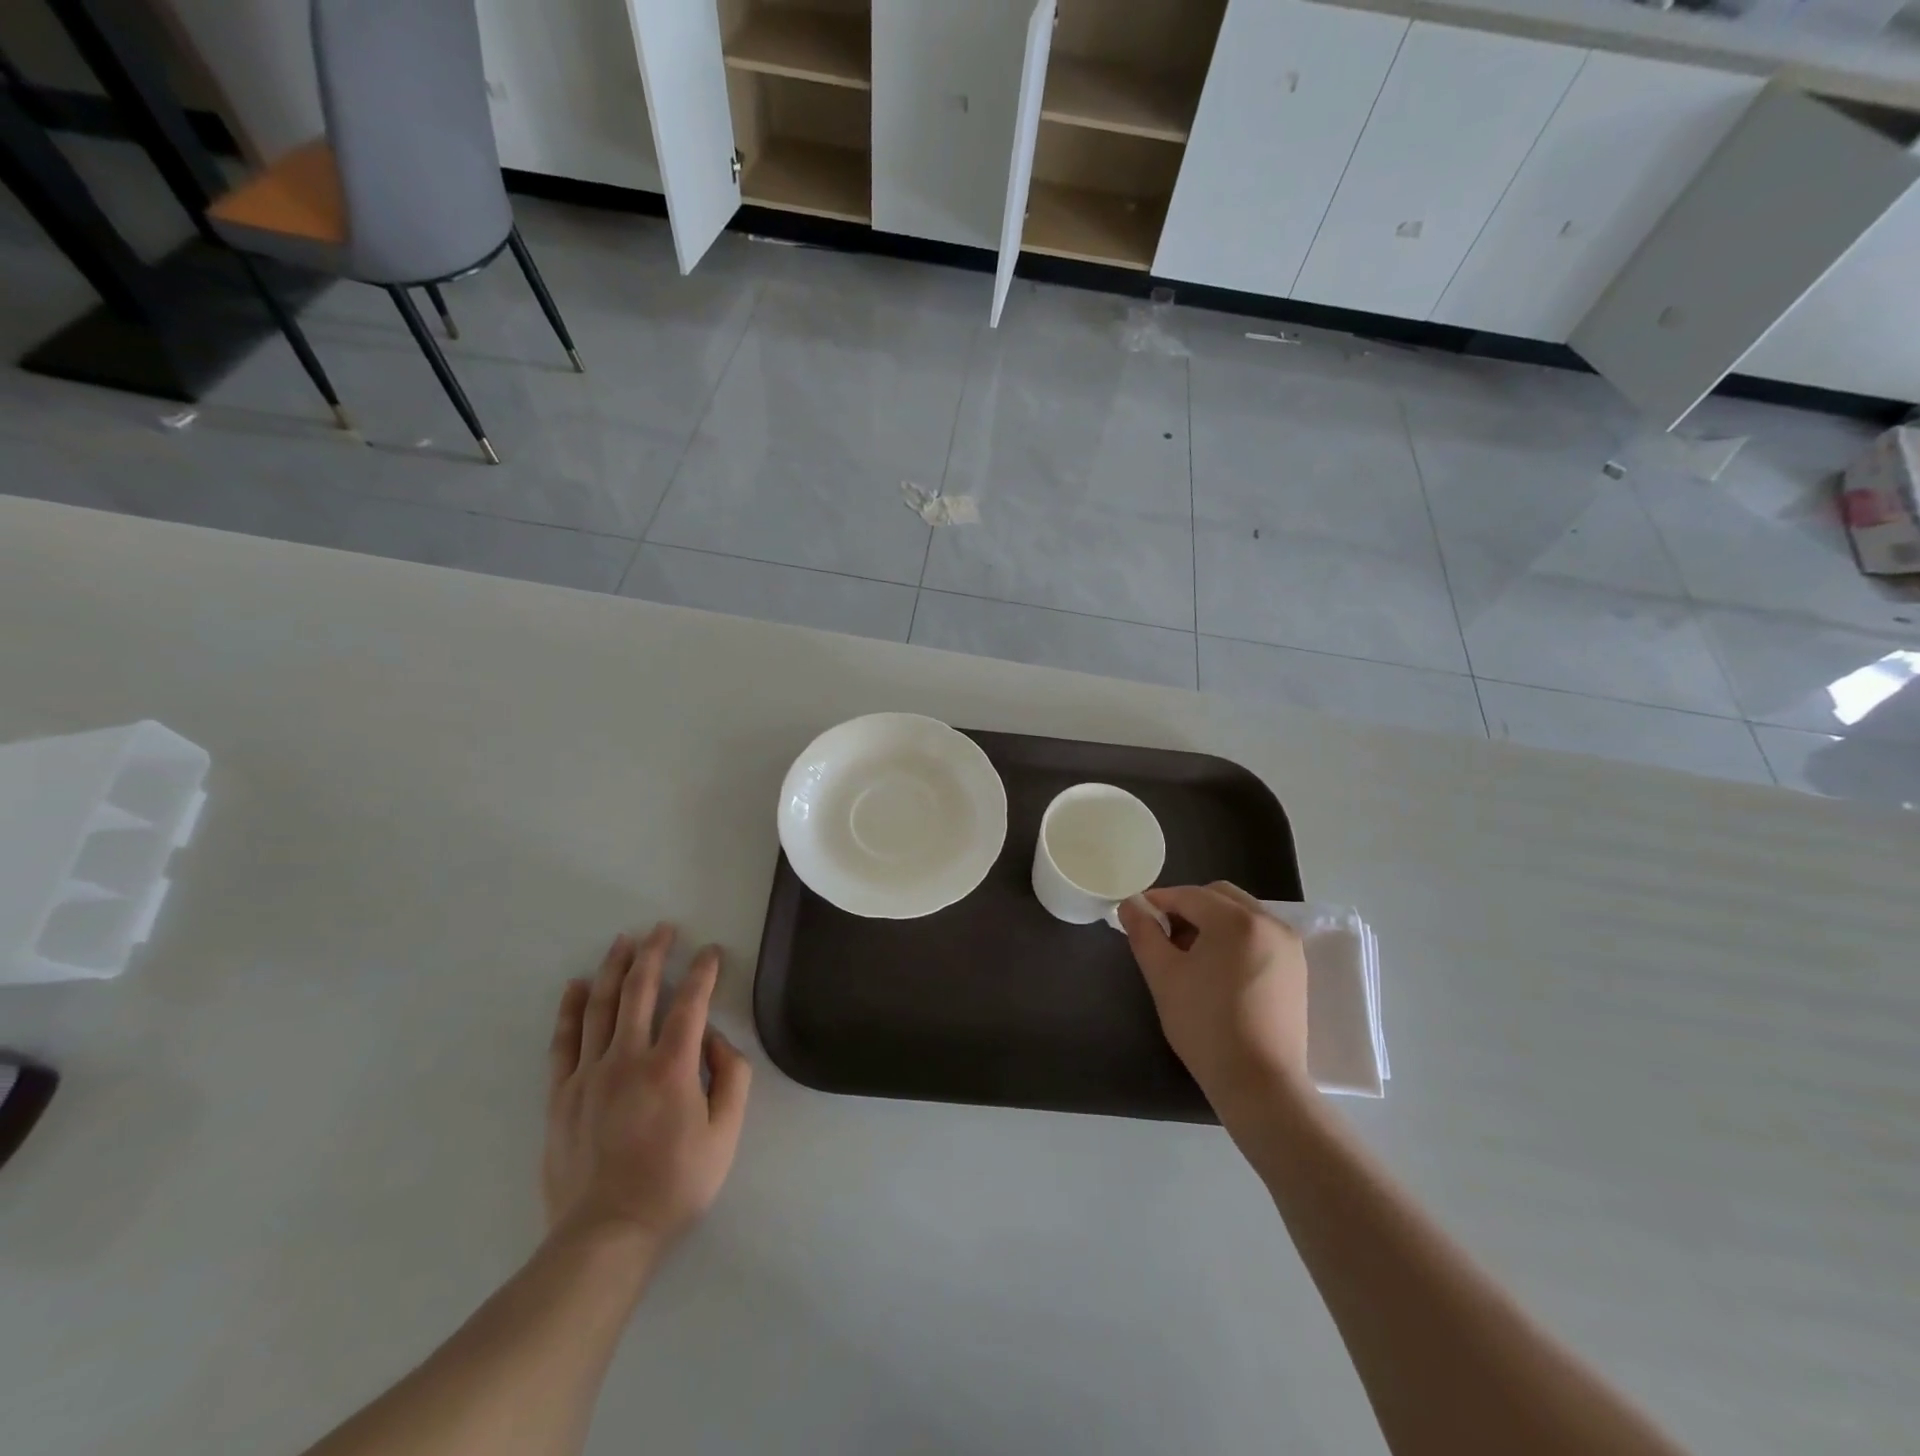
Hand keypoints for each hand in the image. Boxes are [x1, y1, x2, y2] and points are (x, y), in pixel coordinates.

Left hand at [543, 924, 751, 1256]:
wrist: (606, 1235)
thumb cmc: (675, 1184)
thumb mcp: (725, 1135)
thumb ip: (732, 1078)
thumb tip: (716, 1039)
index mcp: (672, 1067)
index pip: (691, 1002)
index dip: (703, 971)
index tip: (710, 952)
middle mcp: (628, 1058)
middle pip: (639, 990)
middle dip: (653, 953)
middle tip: (662, 929)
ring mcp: (589, 1074)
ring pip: (600, 1006)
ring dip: (614, 968)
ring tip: (623, 941)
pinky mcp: (561, 1094)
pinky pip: (564, 1040)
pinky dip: (571, 1008)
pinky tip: (577, 986)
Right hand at [1118, 883, 1309, 1116]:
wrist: (1259, 1083)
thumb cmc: (1205, 1025)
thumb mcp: (1163, 975)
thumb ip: (1143, 932)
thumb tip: (1131, 904)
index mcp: (1237, 920)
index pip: (1189, 895)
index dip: (1158, 901)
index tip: (1136, 916)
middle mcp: (1269, 922)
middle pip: (1219, 896)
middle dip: (1188, 907)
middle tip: (1164, 936)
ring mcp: (1289, 945)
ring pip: (1241, 914)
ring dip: (1212, 921)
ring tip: (1190, 955)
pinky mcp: (1296, 968)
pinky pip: (1259, 935)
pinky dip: (1234, 938)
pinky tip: (1218, 969)